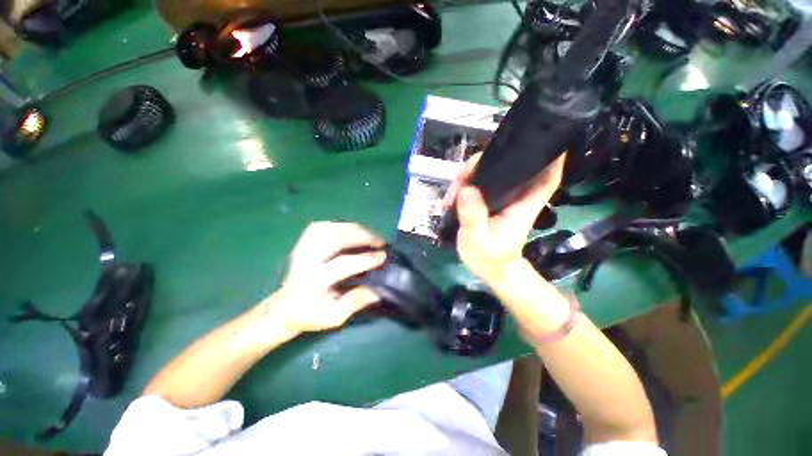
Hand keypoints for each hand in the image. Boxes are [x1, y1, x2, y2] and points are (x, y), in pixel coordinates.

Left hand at [268, 222, 385, 334]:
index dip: (366, 258)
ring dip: (353, 228)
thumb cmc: (311, 314)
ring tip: (369, 234)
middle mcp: (307, 261)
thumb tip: (378, 291)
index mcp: (314, 281)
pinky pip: (321, 227)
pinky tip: (351, 231)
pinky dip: (339, 225)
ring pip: (328, 228)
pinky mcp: (303, 243)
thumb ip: (356, 302)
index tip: (383, 256)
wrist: (285, 308)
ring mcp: (303, 249)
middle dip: (362, 236)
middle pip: (335, 239)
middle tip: (379, 241)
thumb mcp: (335, 316)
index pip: (343, 264)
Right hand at [449, 152, 565, 286]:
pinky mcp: (490, 200)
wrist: (490, 270)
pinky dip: (466, 182)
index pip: (546, 176)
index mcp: (523, 204)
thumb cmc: (490, 259)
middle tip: (462, 175)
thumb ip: (473, 217)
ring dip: (470, 173)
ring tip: (452, 191)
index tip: (537, 136)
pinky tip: (453, 194)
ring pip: (491, 172)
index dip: (548, 155)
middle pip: (510, 165)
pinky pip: (480, 182)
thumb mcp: (478, 241)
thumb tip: (466, 189)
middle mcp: (516, 196)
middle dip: (485, 161)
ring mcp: (502, 197)